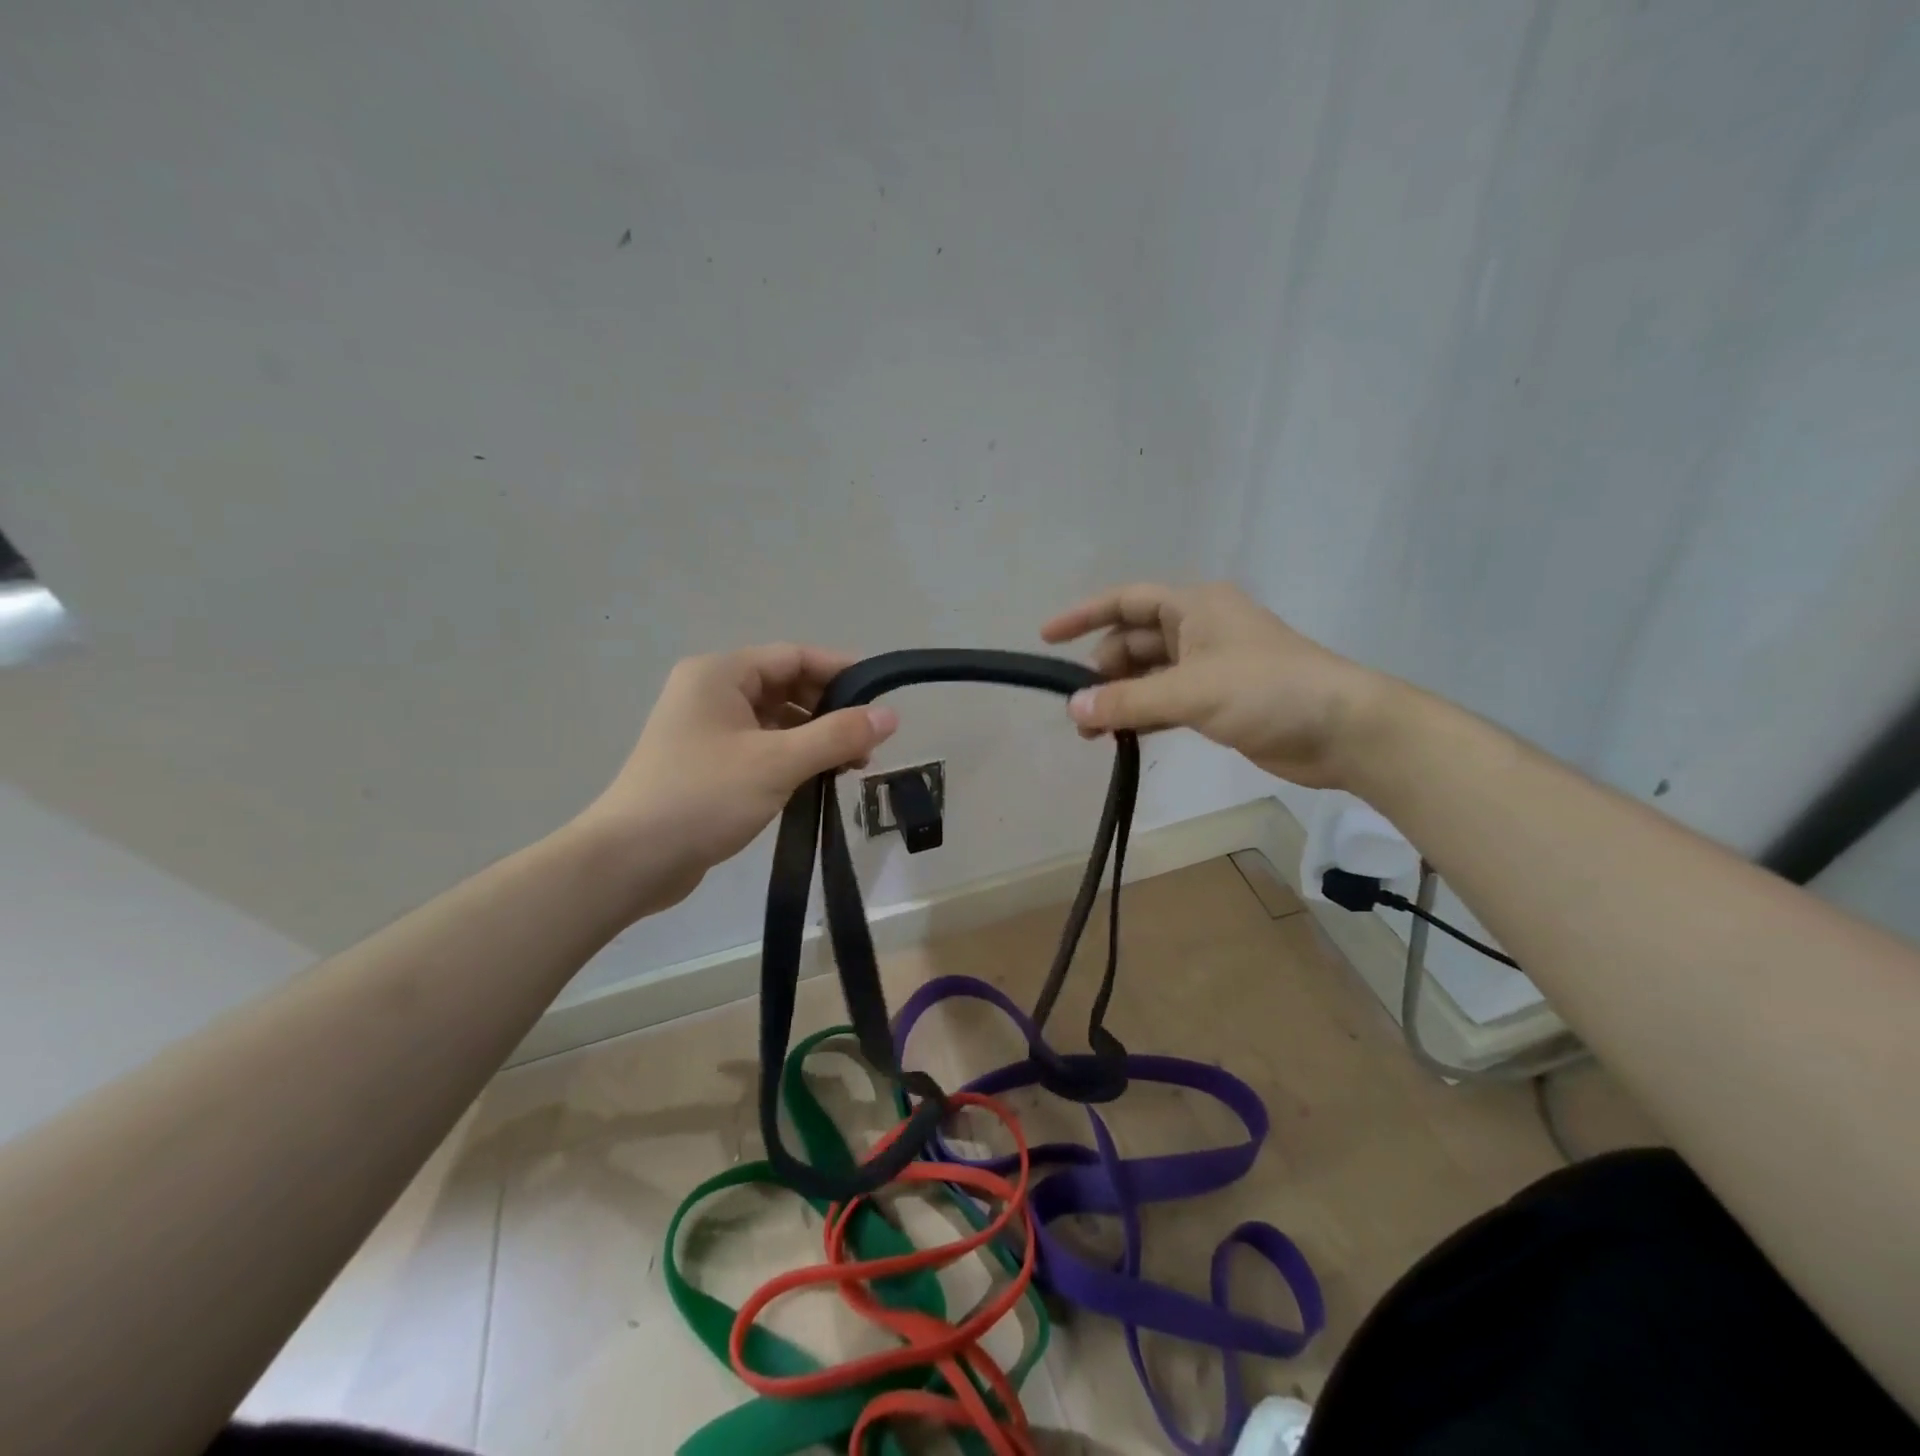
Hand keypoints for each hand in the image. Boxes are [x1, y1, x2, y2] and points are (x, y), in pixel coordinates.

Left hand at [577, 644, 897, 913]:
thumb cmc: (703, 797)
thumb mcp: (778, 763)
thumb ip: (837, 736)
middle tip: (869, 742)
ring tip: (852, 766)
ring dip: (815, 738)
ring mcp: (707, 730)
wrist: (630, 861)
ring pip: (776, 720)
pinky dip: (793, 758)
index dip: (841, 671)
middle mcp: (711, 692)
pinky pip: (763, 747)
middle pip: (786, 686)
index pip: (794, 656)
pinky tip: (819, 780)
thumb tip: (891, 716)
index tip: (881, 697)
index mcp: (720, 674)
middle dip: (830, 710)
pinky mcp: (708, 764)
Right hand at [1041, 582, 1386, 788]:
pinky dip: (1143, 715)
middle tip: (1078, 706)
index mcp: (1194, 607)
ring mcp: (1210, 666)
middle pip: (1133, 641)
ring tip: (1091, 731)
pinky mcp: (1219, 700)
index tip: (1046, 638)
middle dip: (1102, 671)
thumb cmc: (1267, 690)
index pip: (1126, 601)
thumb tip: (1073, 710)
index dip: (1084, 615)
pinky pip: (1166, 701)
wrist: (1342, 729)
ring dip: (1120, 698)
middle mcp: (1198, 629)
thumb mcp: (1191, 691)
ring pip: (1148, 675)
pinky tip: (1122, 738)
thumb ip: (1128, 701)